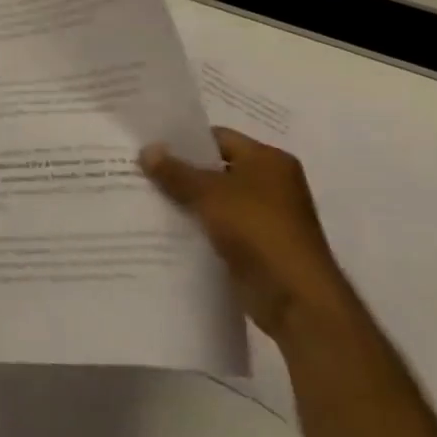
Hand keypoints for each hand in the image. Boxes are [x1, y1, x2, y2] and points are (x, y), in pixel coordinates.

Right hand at [140, 128, 354, 343]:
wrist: (295, 298)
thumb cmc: (256, 229)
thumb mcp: (208, 193)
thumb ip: (175, 171)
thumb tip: (146, 150)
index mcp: (268, 160)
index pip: (219, 138)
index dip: (184, 141)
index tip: (150, 147)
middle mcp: (272, 184)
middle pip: (216, 169)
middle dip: (181, 172)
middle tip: (141, 171)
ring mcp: (266, 217)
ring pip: (215, 200)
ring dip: (187, 201)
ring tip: (146, 197)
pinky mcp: (258, 246)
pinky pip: (219, 226)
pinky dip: (198, 226)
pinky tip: (166, 227)